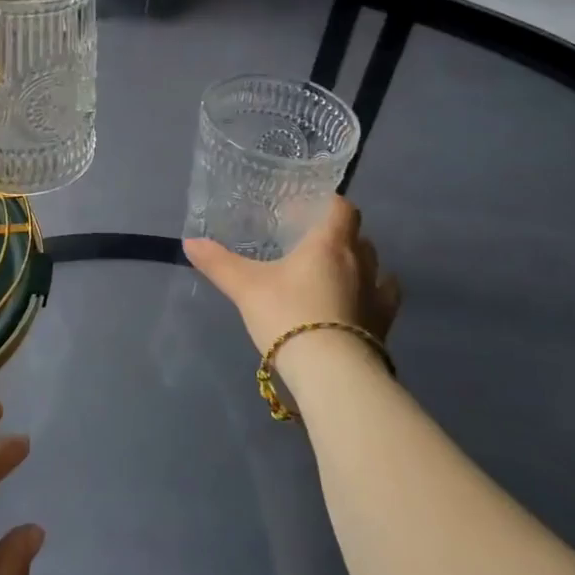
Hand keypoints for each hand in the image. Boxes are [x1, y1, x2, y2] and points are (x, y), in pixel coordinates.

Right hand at [184, 195, 399, 355]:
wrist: (329, 370)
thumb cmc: (287, 315)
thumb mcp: (244, 287)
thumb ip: (218, 263)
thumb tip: (189, 242)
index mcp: (329, 244)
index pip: (342, 209)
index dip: (330, 204)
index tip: (310, 209)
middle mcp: (360, 263)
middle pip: (359, 236)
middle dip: (341, 236)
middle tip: (313, 244)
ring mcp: (377, 294)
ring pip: (376, 266)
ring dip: (361, 264)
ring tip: (337, 273)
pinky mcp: (384, 324)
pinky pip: (385, 298)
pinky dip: (374, 294)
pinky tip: (359, 302)